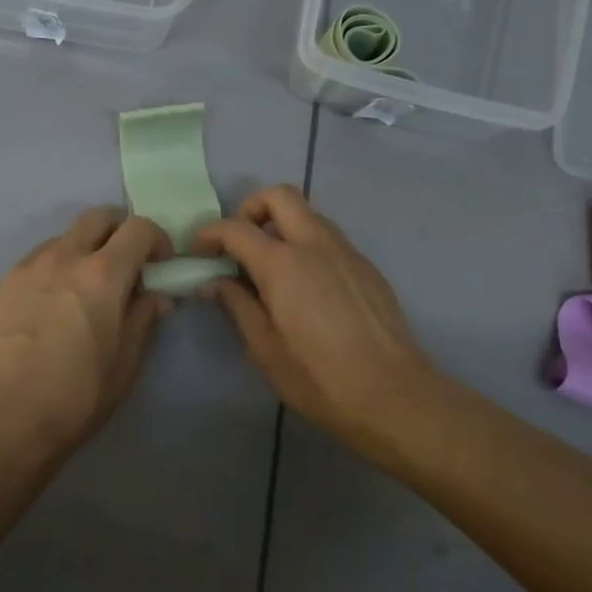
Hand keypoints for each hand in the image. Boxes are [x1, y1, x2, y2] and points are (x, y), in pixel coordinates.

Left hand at [0, 208, 172, 461]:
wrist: (1, 418)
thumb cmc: (76, 396)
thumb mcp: (125, 363)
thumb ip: (144, 318)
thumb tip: (156, 295)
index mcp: (102, 274)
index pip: (138, 228)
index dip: (157, 239)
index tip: (160, 264)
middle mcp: (62, 257)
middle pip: (97, 217)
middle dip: (119, 230)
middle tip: (126, 263)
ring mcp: (26, 268)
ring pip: (63, 238)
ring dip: (83, 250)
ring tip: (84, 289)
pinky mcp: (0, 285)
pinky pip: (35, 262)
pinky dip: (53, 270)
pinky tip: (50, 307)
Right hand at [192, 185, 435, 456]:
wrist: (394, 395)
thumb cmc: (318, 377)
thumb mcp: (264, 348)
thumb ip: (236, 305)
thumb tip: (213, 282)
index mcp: (284, 263)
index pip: (236, 228)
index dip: (209, 234)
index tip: (198, 253)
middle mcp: (316, 244)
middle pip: (279, 196)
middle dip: (251, 210)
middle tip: (238, 245)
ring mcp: (347, 252)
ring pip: (309, 214)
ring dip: (282, 226)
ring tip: (269, 269)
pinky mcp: (367, 268)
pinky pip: (329, 239)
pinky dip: (307, 246)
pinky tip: (304, 288)